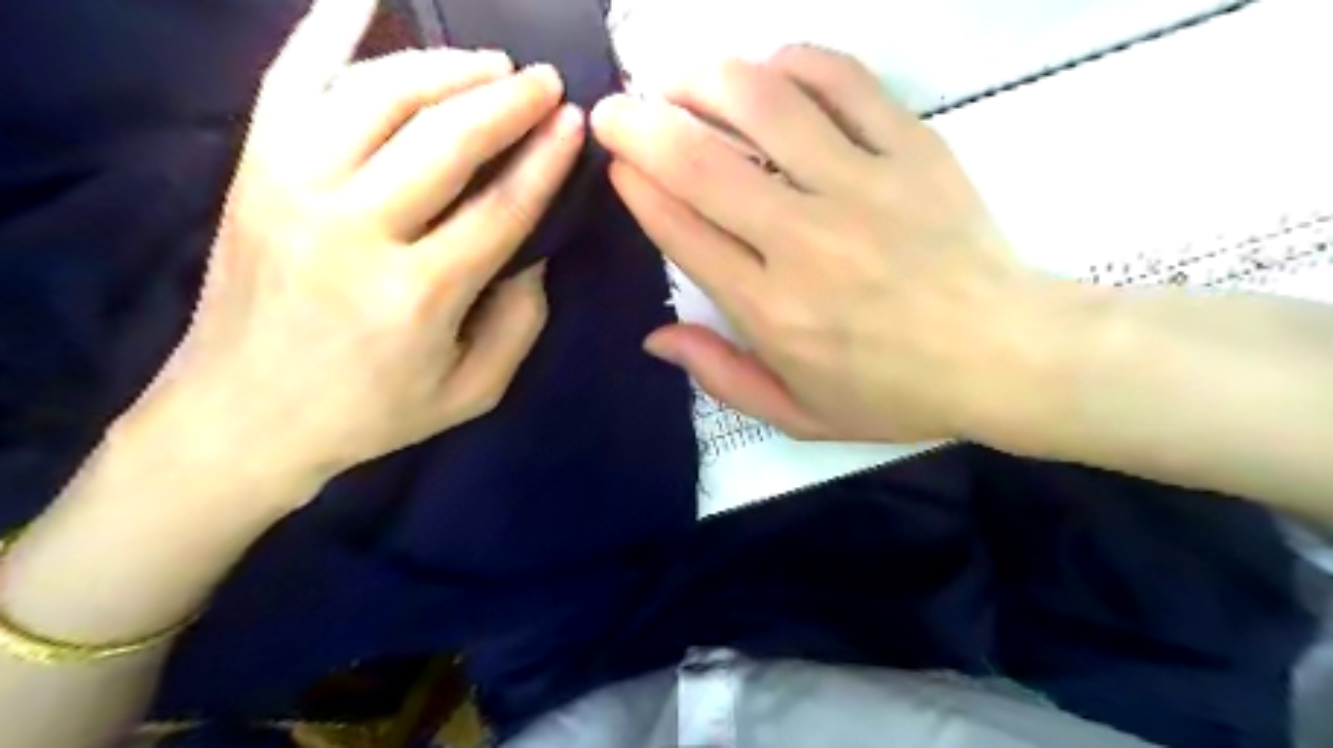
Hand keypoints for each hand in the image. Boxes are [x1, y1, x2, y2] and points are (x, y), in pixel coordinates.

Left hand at [133, 0, 583, 492]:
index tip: (575, 122)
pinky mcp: (253, 170)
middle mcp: (356, 228)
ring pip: (380, 97)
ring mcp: (293, 188)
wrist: (243, 416)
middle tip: (546, 83)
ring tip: (489, 64)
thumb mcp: (473, 391)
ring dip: (445, 67)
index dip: (546, 158)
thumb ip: (521, 321)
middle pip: (446, 139)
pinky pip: (290, 78)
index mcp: (419, 294)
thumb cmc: (372, 411)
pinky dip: (327, 28)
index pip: (502, 205)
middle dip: (507, 101)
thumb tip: (533, 250)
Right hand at [592, 43, 1068, 444]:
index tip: (617, 165)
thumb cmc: (895, 392)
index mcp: (772, 309)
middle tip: (615, 109)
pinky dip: (794, 64)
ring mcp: (861, 185)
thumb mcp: (799, 414)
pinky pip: (843, 81)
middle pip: (701, 162)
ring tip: (678, 79)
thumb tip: (655, 336)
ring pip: (763, 104)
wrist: (1005, 356)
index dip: (638, 189)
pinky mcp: (911, 148)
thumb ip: (721, 375)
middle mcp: (803, 240)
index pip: (682, 231)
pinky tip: (769, 71)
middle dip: (640, 125)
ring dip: (704, 81)